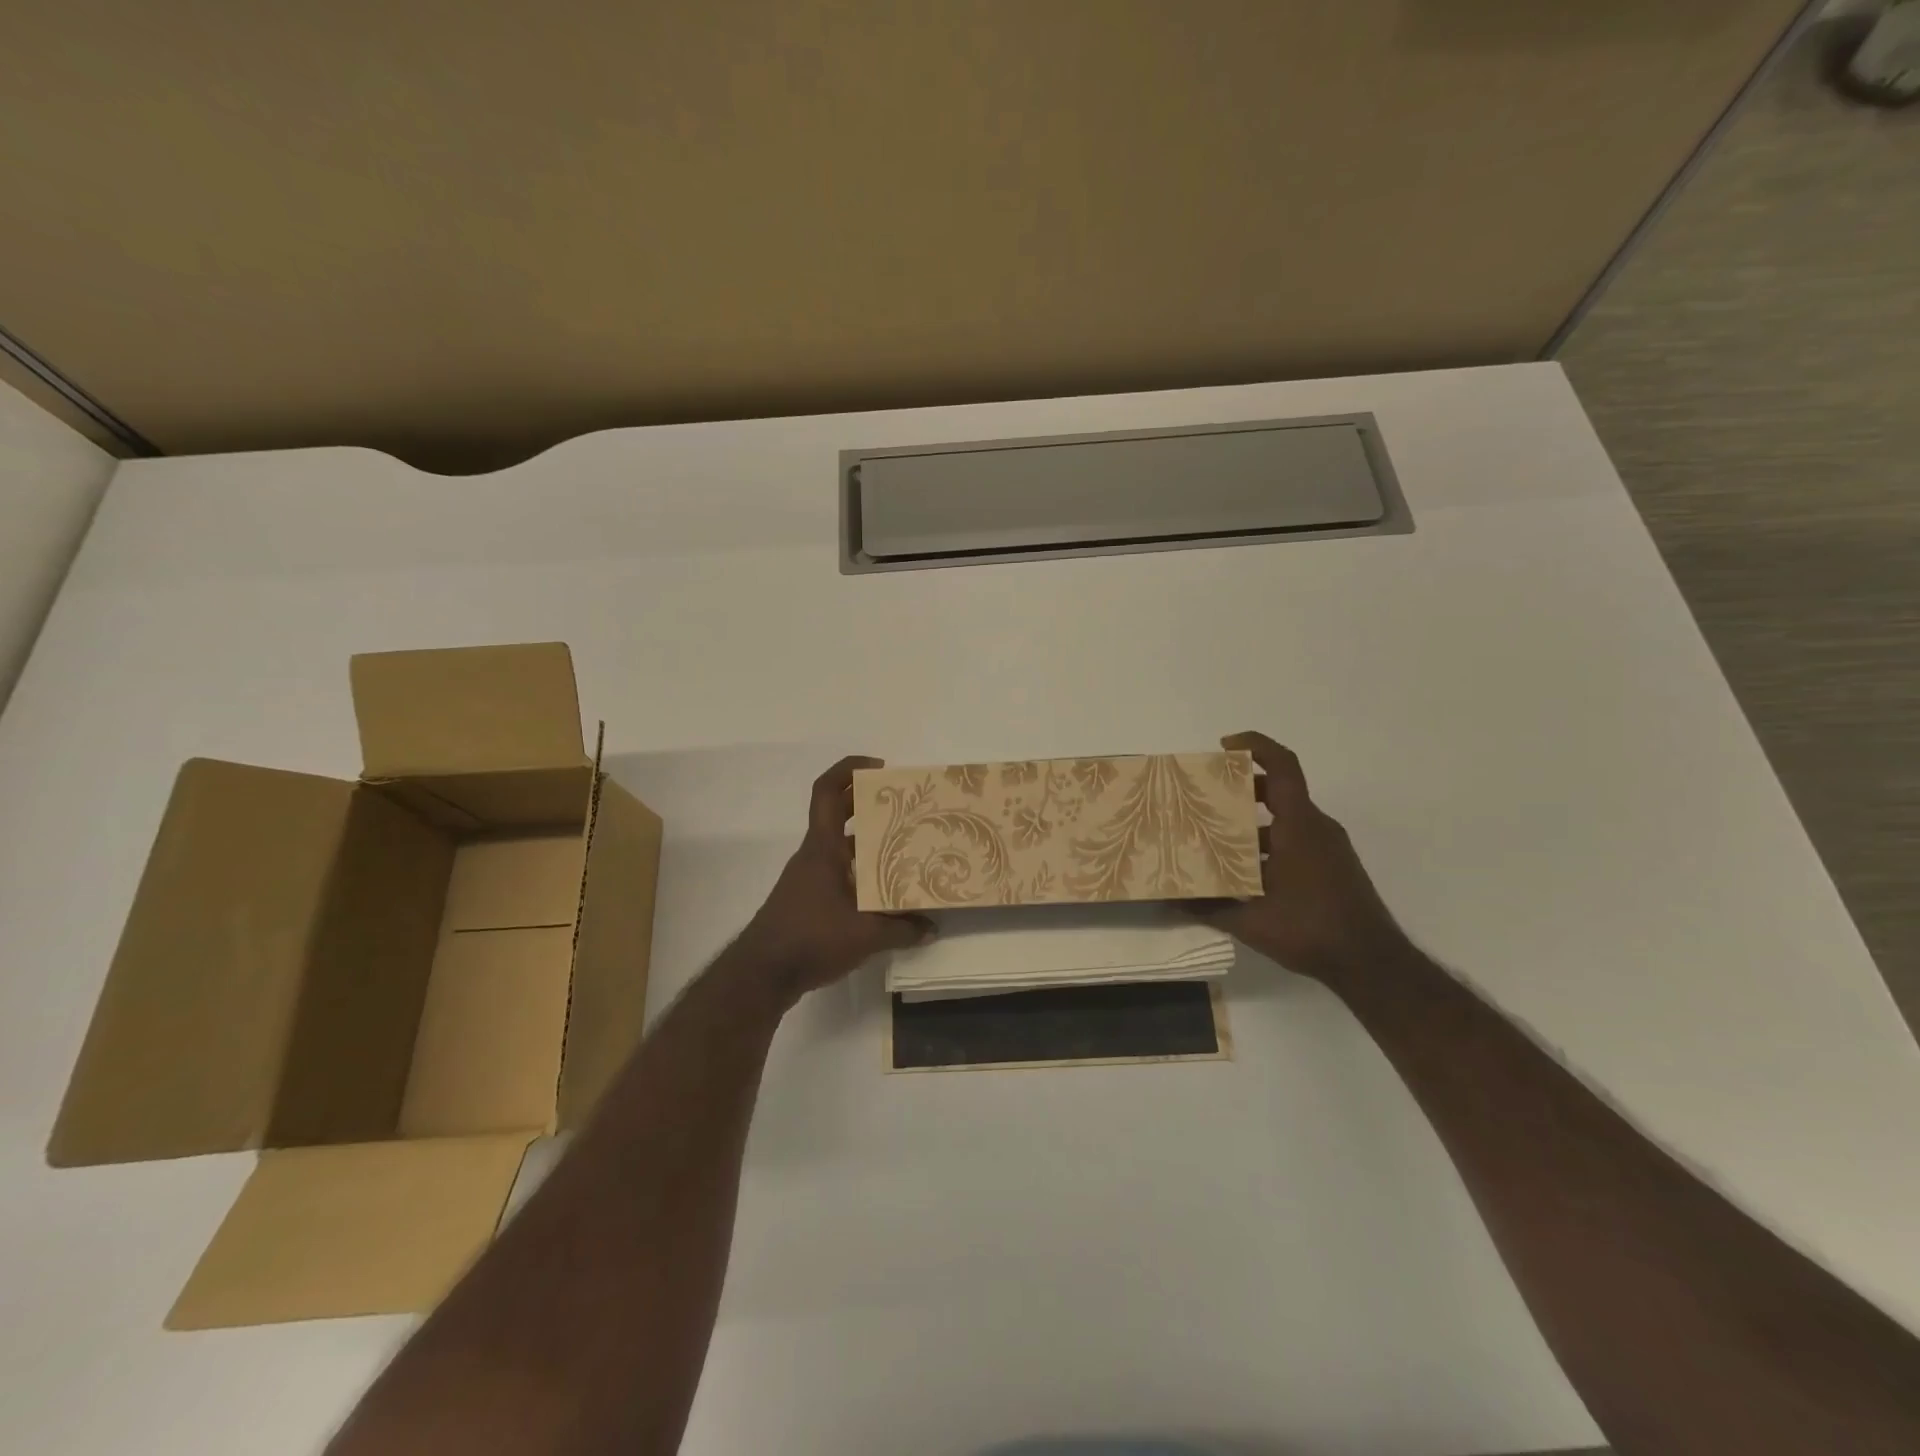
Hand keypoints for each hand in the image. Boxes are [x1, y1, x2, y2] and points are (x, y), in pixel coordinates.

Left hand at [739, 756, 932, 1004]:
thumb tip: (933, 927)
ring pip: (840, 845)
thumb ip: (902, 929)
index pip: (827, 792)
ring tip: (904, 845)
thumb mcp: (865, 935)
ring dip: (867, 840)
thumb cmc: (810, 938)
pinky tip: (884, 890)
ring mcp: (809, 877)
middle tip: (903, 804)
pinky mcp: (809, 899)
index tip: (878, 767)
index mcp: (823, 848)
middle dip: (867, 803)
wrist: (762, 974)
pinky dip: (860, 870)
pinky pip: (838, 871)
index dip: (849, 770)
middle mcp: (814, 855)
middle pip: (838, 814)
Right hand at [1197, 731, 1407, 980]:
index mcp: (1299, 826)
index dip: (1255, 746)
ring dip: (1254, 821)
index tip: (1224, 745)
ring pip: (1287, 818)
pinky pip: (1297, 838)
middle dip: (1244, 786)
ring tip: (1218, 836)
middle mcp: (1317, 828)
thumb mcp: (1250, 922)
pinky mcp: (1333, 866)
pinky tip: (1246, 870)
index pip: (1283, 766)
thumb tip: (1169, 901)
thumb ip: (1209, 908)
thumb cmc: (1310, 929)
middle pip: (1280, 790)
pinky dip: (1270, 841)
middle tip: (1208, 794)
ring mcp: (1329, 848)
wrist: (1372, 964)